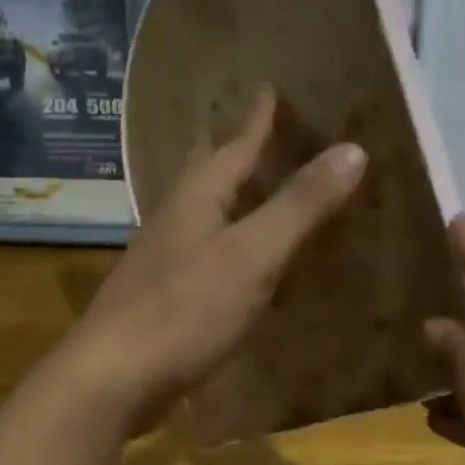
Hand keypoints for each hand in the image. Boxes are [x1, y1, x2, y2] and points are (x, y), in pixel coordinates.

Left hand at [57, 90, 366, 433]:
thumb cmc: (183, 311)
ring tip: (258, 194)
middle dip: (236, 154)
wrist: (112, 377)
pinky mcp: (159, 299)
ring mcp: (161, 261)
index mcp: (195, 199)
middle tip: (263, 136)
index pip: (234, 146)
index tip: (269, 87)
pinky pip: (201, 256)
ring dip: (230, 200)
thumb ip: (298, 206)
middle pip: (208, 175)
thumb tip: (352, 149)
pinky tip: (238, 266)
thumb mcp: (251, 256)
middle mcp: (173, 220)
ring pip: (202, 216)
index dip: (257, 119)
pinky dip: (226, 248)